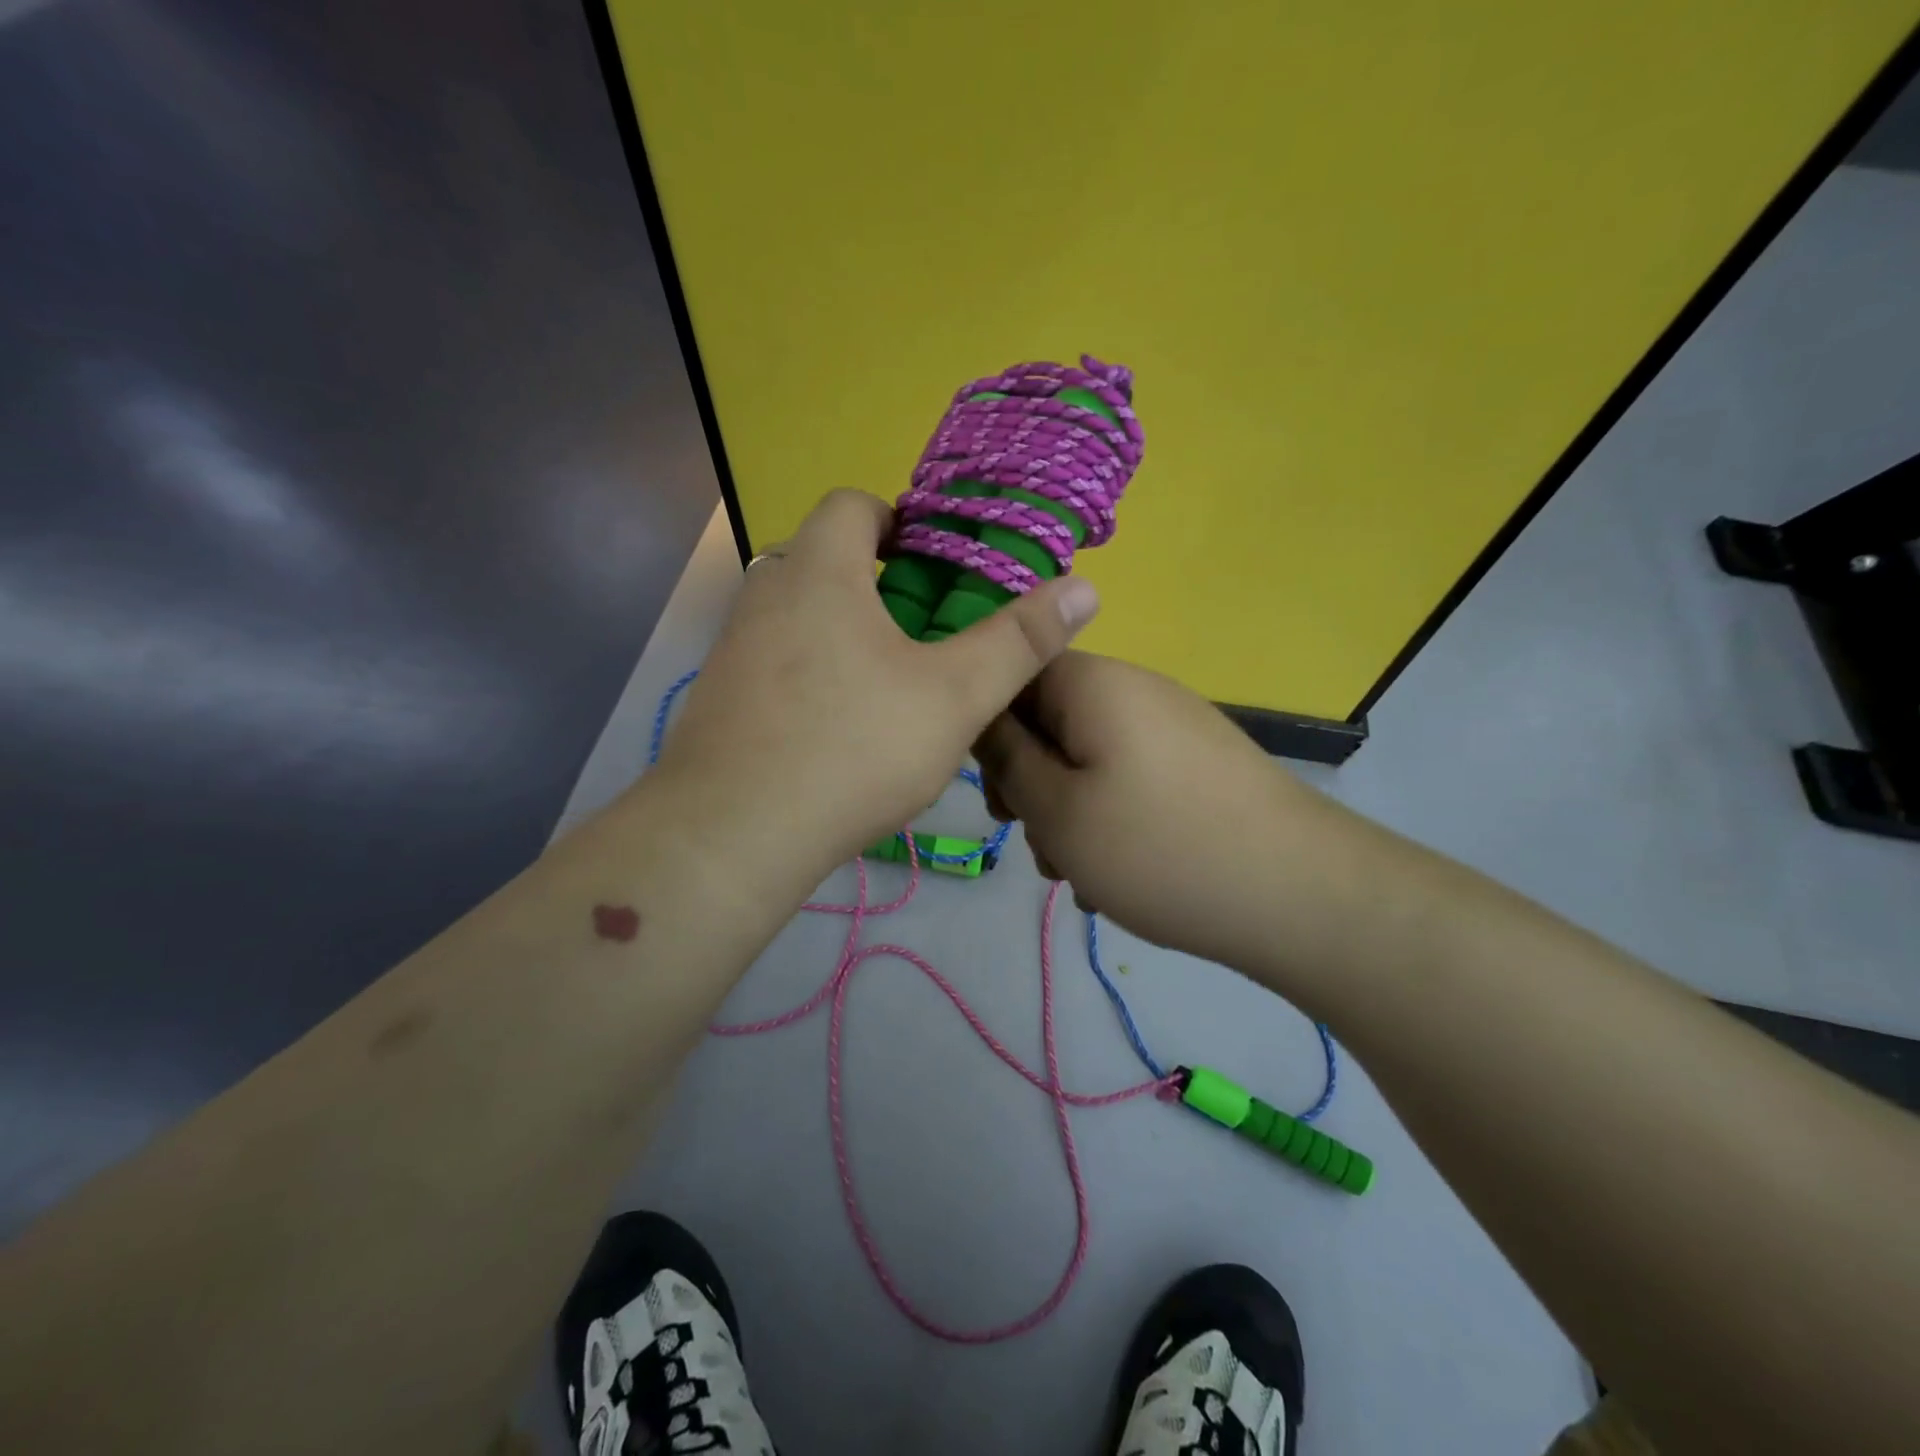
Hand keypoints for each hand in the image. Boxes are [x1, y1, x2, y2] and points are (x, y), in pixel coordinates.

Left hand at [651, 490, 1100, 881]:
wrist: (734, 835)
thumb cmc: (853, 748)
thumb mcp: (954, 696)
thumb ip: (1019, 640)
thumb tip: (1084, 588)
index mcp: (820, 571)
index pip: (852, 505)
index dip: (899, 521)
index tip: (936, 566)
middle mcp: (766, 594)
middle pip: (825, 560)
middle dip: (878, 584)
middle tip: (926, 634)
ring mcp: (734, 648)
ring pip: (800, 616)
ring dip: (845, 632)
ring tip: (891, 685)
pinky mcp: (720, 699)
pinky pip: (777, 663)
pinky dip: (813, 674)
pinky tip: (840, 729)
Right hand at [974, 652, 1327, 969]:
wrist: (1301, 895)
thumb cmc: (1159, 847)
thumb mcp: (1057, 810)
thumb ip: (1006, 759)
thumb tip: (981, 716)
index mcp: (1093, 683)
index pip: (1013, 674)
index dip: (986, 730)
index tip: (994, 794)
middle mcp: (1134, 691)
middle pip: (1049, 722)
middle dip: (1030, 784)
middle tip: (1036, 841)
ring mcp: (1171, 728)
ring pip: (1086, 760)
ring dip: (1068, 813)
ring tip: (1080, 874)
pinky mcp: (1196, 766)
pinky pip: (1128, 781)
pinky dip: (1110, 821)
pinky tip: (1118, 877)